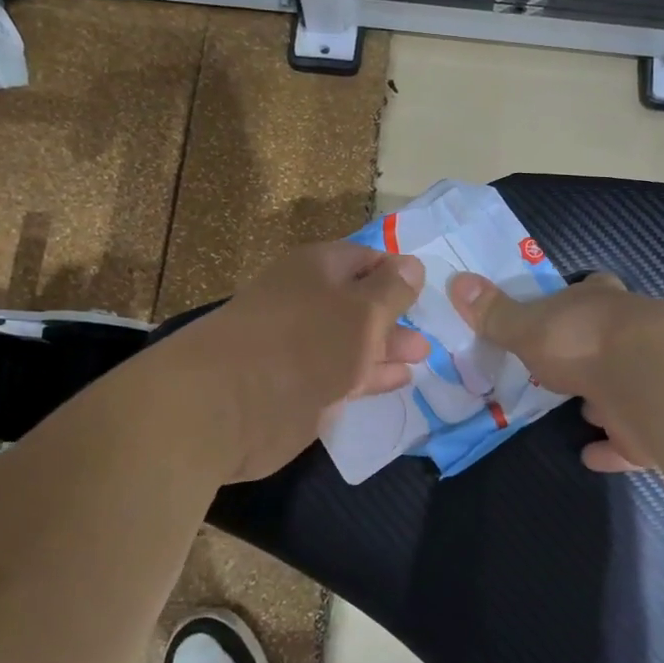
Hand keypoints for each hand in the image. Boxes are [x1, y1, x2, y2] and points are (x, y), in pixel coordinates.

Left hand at [181, 241, 428, 481]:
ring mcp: (302, 347)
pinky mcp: (300, 387)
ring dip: (386, 346)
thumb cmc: (306, 341)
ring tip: (422, 355)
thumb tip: (413, 265)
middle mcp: (307, 302)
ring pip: (353, 340)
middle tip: (430, 329)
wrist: (233, 404)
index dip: (396, 270)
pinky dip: (371, 375)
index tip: (427, 288)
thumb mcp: (362, 311)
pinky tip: (400, 380)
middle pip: (358, 301)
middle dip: (394, 314)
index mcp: (317, 269)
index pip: (364, 258)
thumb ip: (391, 291)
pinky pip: (344, 374)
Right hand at [449, 271, 655, 472]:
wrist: (649, 382)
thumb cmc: (581, 341)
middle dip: (587, 353)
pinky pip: (626, 441)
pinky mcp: (651, 426)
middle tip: (559, 368)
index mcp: (598, 304)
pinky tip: (589, 455)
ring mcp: (644, 382)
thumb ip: (495, 314)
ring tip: (578, 410)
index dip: (578, 296)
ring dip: (602, 400)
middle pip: (607, 340)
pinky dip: (609, 449)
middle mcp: (628, 337)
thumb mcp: (527, 326)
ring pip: (621, 388)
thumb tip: (457, 279)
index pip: (591, 289)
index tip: (563, 304)